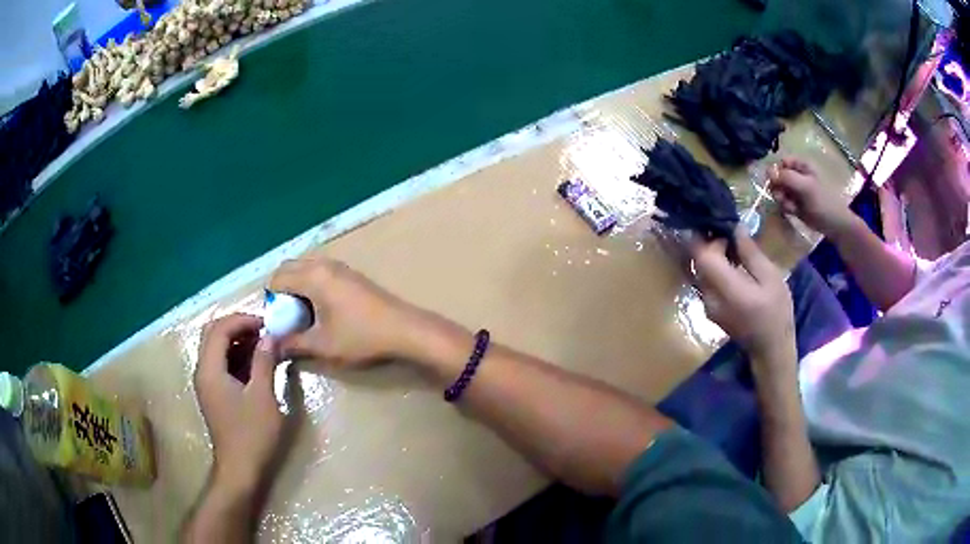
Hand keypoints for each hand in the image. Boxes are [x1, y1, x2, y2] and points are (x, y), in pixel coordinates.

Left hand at [195, 314, 283, 491]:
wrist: (240, 469)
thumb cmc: (252, 434)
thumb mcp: (262, 396)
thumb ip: (264, 362)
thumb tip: (270, 336)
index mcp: (210, 369)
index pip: (220, 328)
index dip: (243, 320)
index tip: (268, 324)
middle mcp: (203, 371)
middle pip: (213, 333)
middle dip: (237, 326)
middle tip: (263, 331)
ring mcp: (206, 382)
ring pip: (215, 347)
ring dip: (237, 340)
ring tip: (263, 344)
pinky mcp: (213, 393)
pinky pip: (220, 362)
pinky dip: (236, 355)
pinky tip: (255, 363)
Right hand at [268, 257, 425, 366]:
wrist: (405, 329)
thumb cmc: (361, 337)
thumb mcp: (322, 345)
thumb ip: (292, 344)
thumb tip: (272, 346)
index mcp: (313, 277)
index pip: (277, 279)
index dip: (270, 301)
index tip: (277, 323)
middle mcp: (324, 264)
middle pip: (289, 268)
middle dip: (281, 290)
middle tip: (287, 318)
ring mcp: (340, 267)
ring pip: (306, 269)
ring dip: (297, 287)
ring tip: (303, 316)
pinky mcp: (352, 274)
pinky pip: (321, 272)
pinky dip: (312, 285)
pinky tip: (323, 311)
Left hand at [690, 231, 795, 366]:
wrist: (770, 350)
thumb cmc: (776, 312)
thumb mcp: (770, 278)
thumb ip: (750, 253)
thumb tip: (736, 228)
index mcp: (725, 288)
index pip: (702, 255)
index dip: (710, 238)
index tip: (727, 229)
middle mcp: (709, 297)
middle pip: (699, 262)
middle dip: (711, 244)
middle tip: (731, 235)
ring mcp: (707, 306)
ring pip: (701, 271)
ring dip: (713, 257)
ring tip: (734, 249)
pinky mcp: (710, 310)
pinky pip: (706, 282)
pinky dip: (715, 270)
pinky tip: (733, 267)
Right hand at [769, 158, 855, 237]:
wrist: (835, 224)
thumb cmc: (823, 202)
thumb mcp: (805, 187)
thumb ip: (787, 177)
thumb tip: (768, 172)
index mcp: (801, 165)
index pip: (781, 162)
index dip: (776, 171)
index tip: (774, 182)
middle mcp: (797, 175)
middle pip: (778, 176)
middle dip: (778, 188)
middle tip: (782, 197)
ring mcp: (796, 190)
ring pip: (779, 190)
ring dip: (782, 199)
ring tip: (791, 207)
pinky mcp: (796, 204)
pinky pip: (784, 202)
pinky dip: (786, 208)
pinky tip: (793, 212)